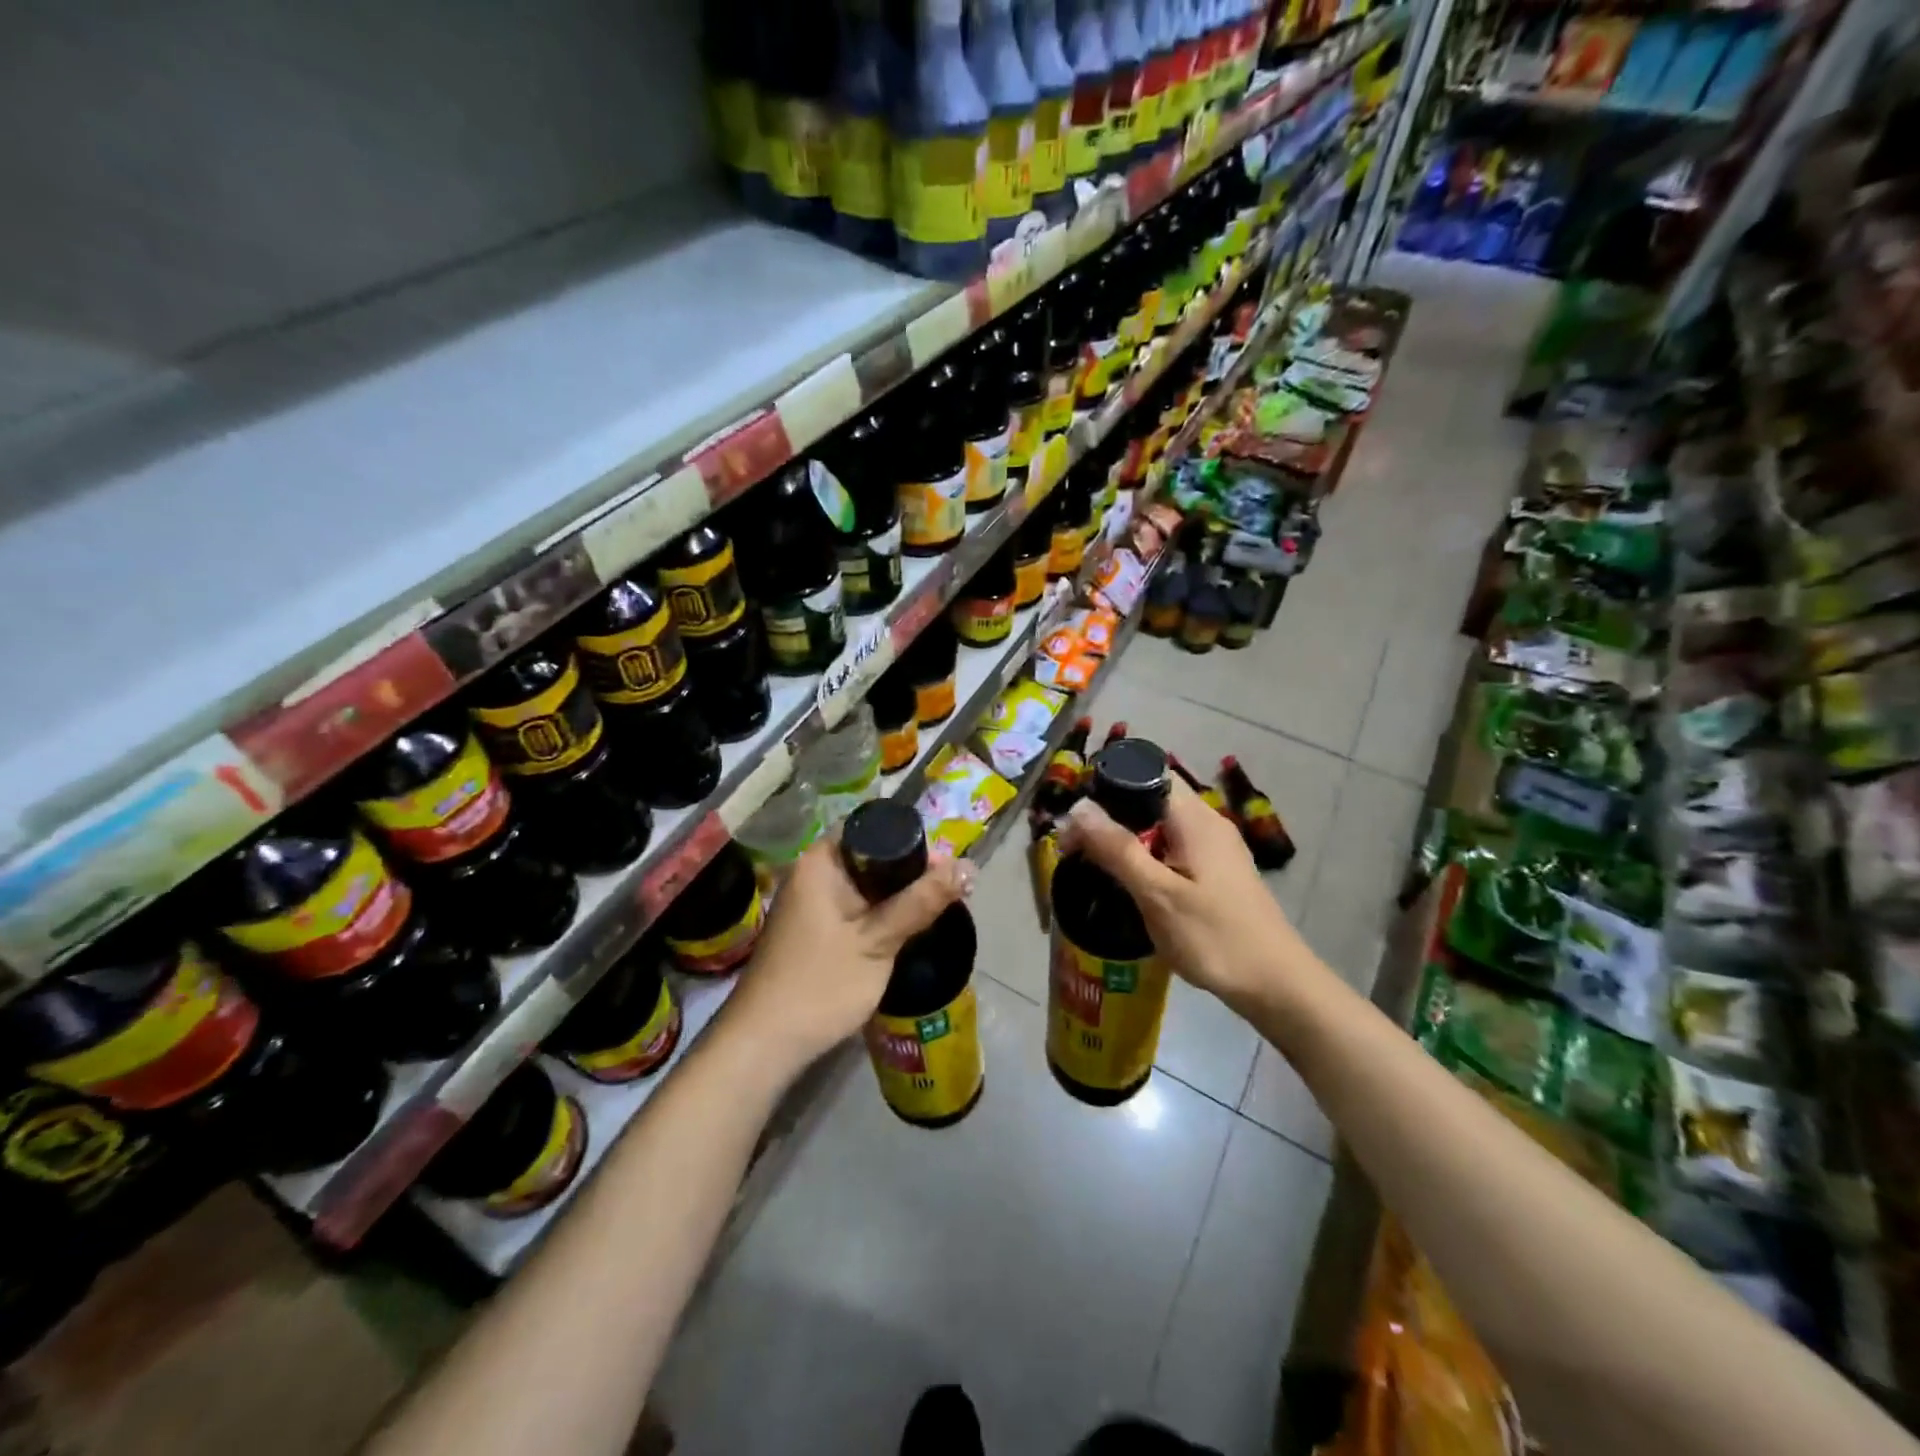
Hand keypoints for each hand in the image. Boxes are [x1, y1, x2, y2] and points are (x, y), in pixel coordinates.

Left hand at [725, 836, 971, 1073]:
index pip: (875, 830)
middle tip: (954, 891)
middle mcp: (812, 872)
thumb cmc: (821, 984)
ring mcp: (811, 902)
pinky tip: (908, 929)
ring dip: (900, 895)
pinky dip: (882, 913)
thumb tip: (968, 866)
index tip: (949, 867)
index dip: (914, 842)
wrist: (765, 1043)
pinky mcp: (815, 928)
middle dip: (912, 872)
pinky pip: (857, 906)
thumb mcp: (878, 941)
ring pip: (867, 884)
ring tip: (939, 909)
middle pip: (873, 856)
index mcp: (821, 862)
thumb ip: (922, 902)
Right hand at [1058, 776, 1306, 1011]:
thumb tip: (1078, 808)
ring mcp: (1216, 848)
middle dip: (1110, 819)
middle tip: (1076, 851)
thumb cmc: (1214, 937)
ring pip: (1159, 827)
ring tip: (1095, 868)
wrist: (1276, 986)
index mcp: (1194, 818)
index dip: (1107, 788)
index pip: (1146, 774)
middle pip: (1149, 800)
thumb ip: (1117, 848)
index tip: (1077, 821)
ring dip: (1126, 842)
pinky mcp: (1218, 872)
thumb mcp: (1157, 894)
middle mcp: (1207, 822)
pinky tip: (1131, 886)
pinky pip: (1172, 849)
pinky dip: (1147, 858)